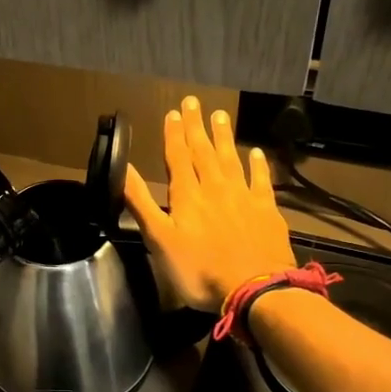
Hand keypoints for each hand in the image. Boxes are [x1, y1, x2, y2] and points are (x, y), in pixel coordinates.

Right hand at [123, 96, 296, 310]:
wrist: (255, 289)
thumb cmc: (200, 270)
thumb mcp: (159, 240)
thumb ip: (142, 203)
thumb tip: (123, 169)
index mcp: (187, 196)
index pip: (178, 157)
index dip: (174, 135)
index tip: (173, 113)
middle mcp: (216, 188)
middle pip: (204, 152)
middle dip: (196, 126)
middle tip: (194, 102)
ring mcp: (244, 197)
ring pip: (231, 159)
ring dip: (224, 137)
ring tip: (220, 115)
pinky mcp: (267, 211)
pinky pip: (261, 181)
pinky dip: (258, 165)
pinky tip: (256, 153)